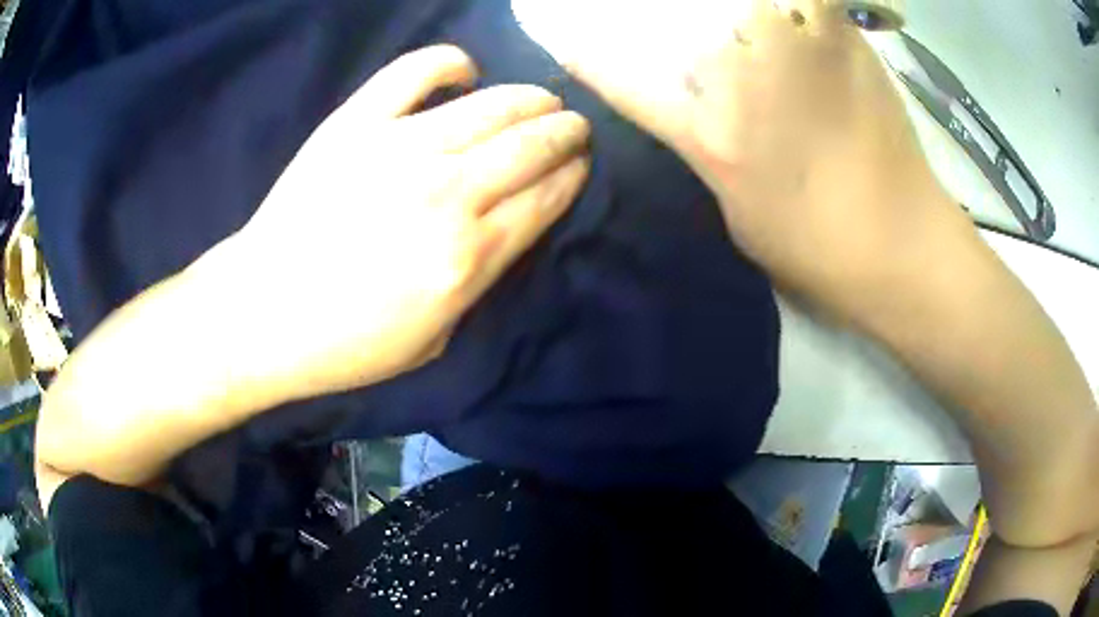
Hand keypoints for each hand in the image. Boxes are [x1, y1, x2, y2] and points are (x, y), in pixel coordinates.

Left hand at [220, 44, 590, 402]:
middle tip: (573, 127)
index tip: (582, 164)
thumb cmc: (346, 343)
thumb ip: (480, 279)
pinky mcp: (356, 123)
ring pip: (491, 105)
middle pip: (531, 145)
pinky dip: (450, 64)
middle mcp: (445, 193)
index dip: (573, 175)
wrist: (263, 313)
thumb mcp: (434, 340)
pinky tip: (466, 72)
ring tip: (543, 99)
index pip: (545, 198)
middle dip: (565, 132)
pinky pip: (416, 72)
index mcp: (466, 257)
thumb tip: (509, 224)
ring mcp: (398, 149)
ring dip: (531, 98)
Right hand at [545, 0, 950, 299]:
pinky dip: (809, 16)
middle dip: (713, 48)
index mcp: (709, 135)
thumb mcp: (740, 215)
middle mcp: (740, 78)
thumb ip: (714, 153)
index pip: (629, 86)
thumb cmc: (817, 250)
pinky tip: (816, 40)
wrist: (899, 243)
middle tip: (745, 71)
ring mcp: (793, 50)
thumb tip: (710, 119)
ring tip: (790, 67)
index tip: (573, 46)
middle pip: (699, 36)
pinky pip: (810, 5)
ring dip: (763, 27)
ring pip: (752, 10)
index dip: (596, 64)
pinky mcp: (842, 39)